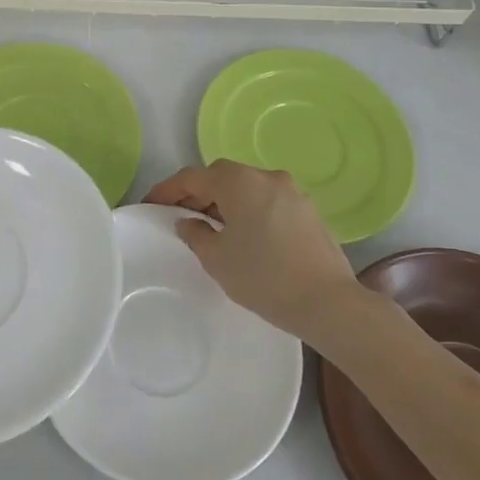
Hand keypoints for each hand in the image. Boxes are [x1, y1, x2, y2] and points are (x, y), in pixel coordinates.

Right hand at [145, 160, 363, 339]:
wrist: (328, 303)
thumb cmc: (264, 277)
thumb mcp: (217, 259)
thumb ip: (195, 233)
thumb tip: (188, 221)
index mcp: (238, 182)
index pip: (192, 177)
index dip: (167, 190)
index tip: (150, 204)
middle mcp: (265, 176)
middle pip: (220, 176)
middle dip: (197, 193)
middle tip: (180, 216)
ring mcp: (291, 191)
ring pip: (246, 187)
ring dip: (225, 201)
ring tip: (212, 227)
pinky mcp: (308, 209)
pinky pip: (267, 200)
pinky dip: (249, 209)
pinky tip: (245, 235)